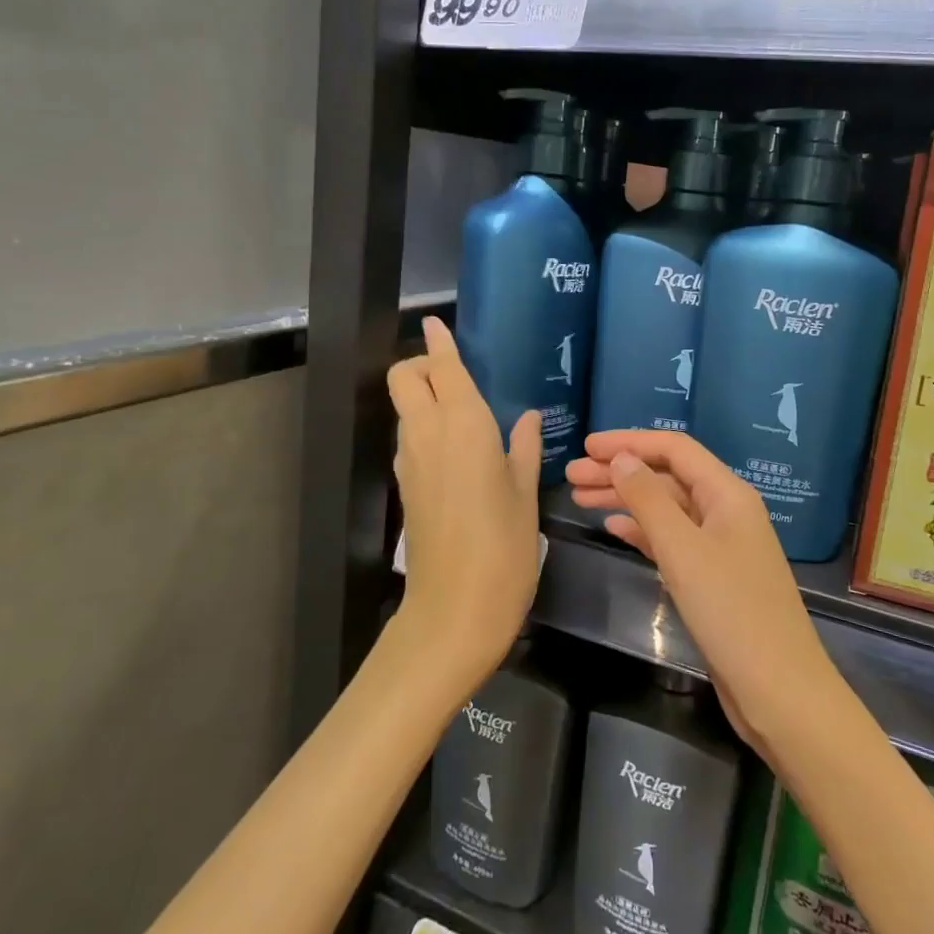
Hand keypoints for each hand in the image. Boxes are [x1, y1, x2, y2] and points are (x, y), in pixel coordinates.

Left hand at [387, 317, 542, 690]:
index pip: (442, 368)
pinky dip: (424, 427)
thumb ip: (524, 448)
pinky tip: (458, 450)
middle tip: (459, 378)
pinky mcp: (405, 487)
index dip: (439, 343)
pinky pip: (410, 439)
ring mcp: (410, 461)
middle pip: (405, 378)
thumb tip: (527, 418)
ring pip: (405, 409)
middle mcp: (428, 434)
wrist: (455, 610)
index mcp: (463, 425)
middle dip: (424, 366)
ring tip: (465, 413)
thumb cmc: (504, 546)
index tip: (438, 323)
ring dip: (424, 397)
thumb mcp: (525, 494)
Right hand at [566, 430, 838, 757]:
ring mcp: (720, 546)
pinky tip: (613, 527)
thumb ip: (649, 499)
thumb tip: (620, 458)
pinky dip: (642, 530)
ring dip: (625, 499)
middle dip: (620, 471)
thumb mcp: (683, 550)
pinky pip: (671, 540)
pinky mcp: (712, 577)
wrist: (777, 690)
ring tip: (580, 498)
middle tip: (571, 476)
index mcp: (728, 494)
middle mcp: (726, 511)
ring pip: (666, 509)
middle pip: (667, 477)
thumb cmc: (731, 611)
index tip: (586, 445)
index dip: (629, 442)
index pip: (675, 449)